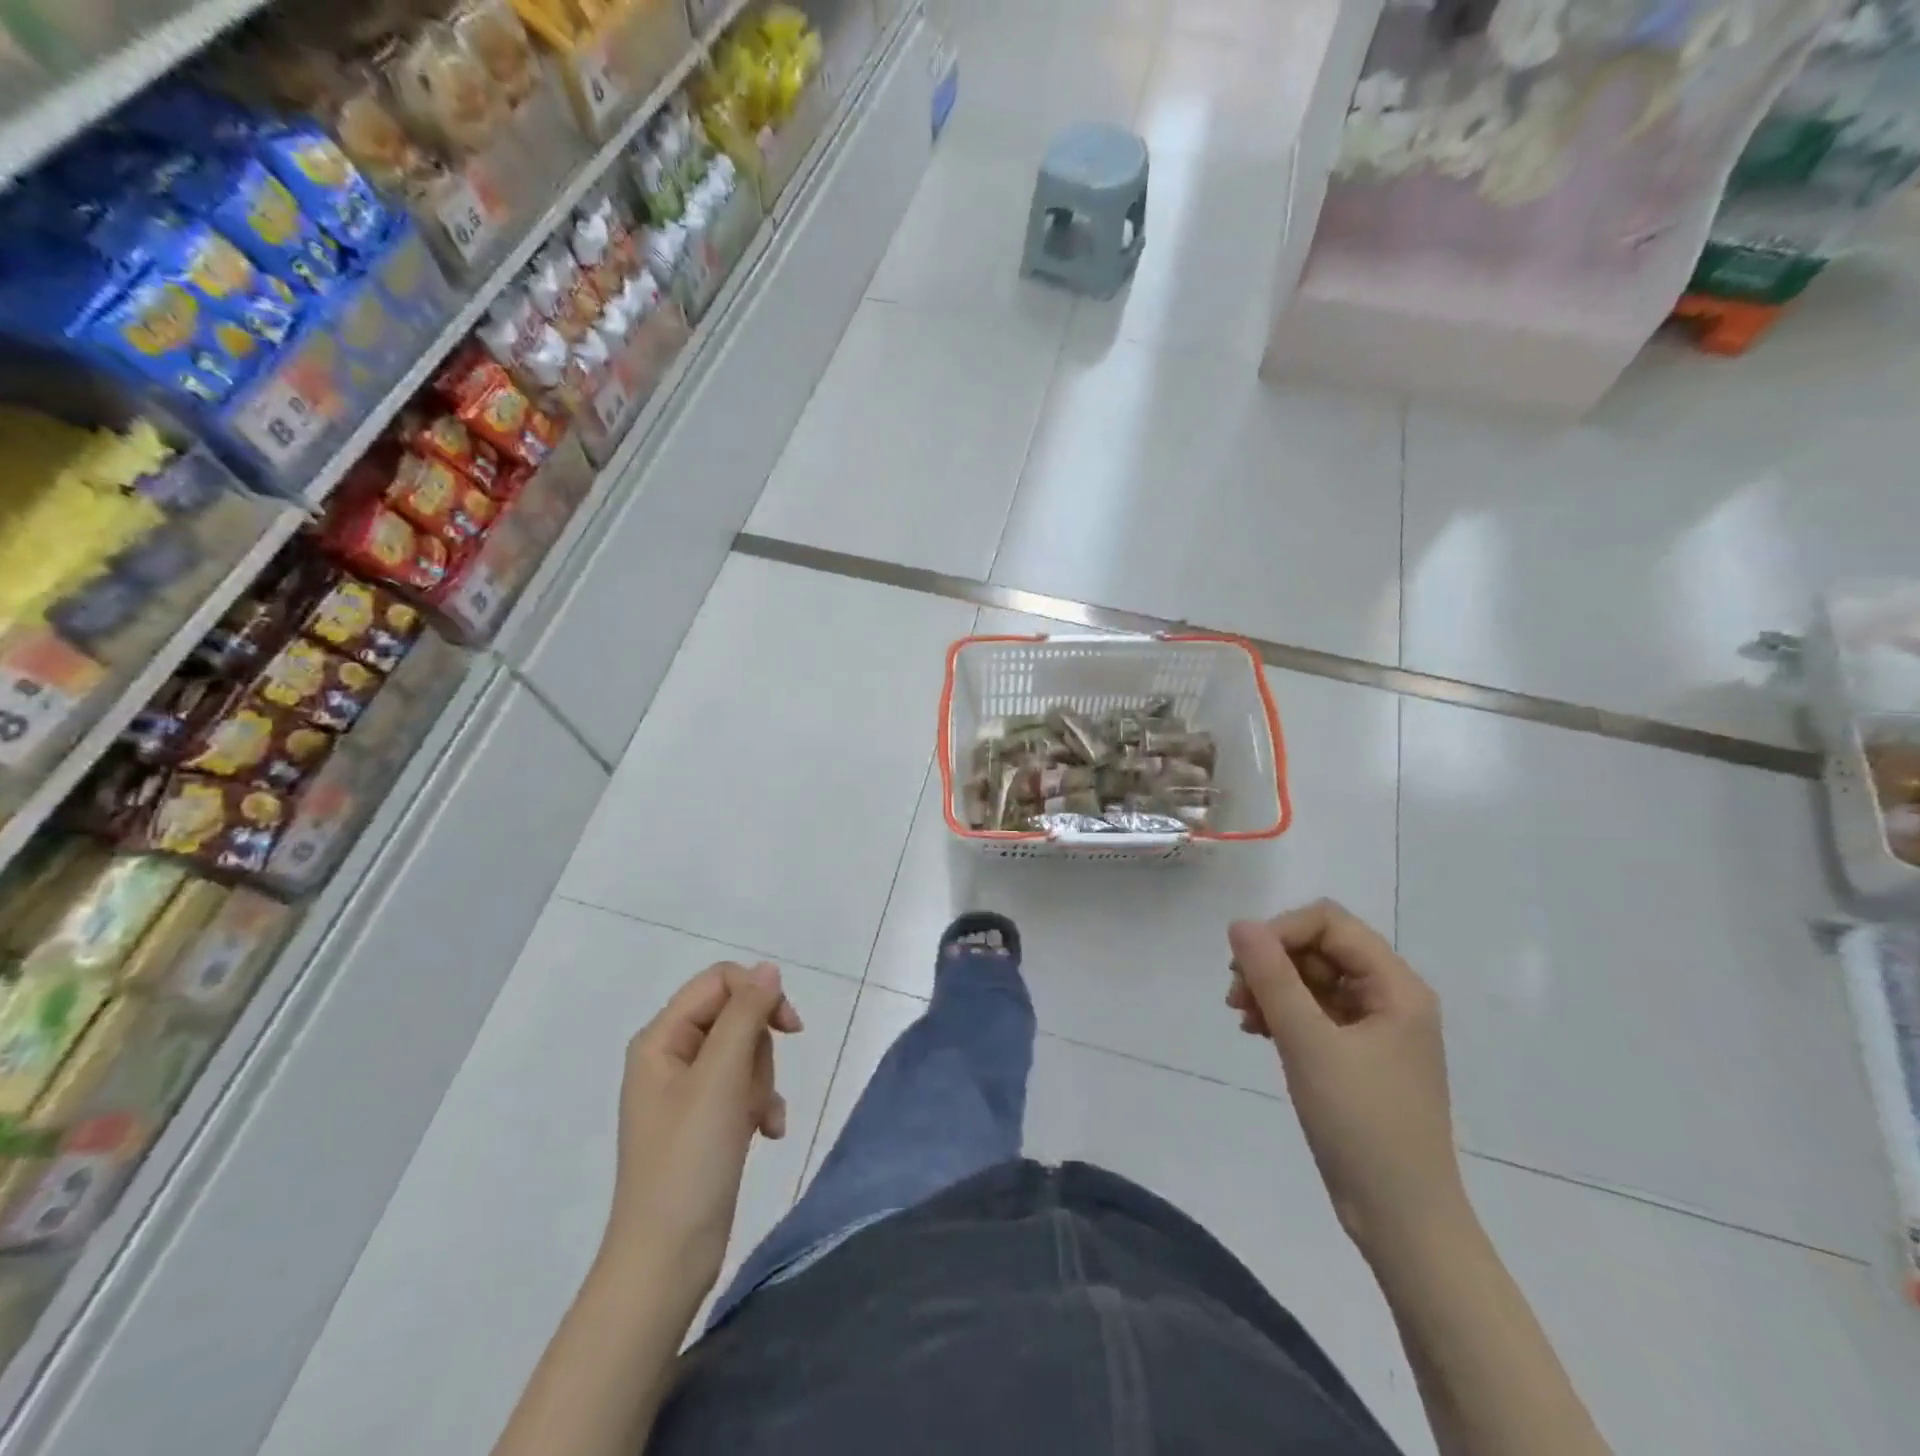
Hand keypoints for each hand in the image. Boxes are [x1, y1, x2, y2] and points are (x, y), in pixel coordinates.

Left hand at [605, 962, 802, 1301]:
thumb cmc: (689, 1161)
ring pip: (745, 1053)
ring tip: (759, 1120)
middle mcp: (669, 1056)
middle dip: (759, 1050)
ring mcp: (686, 1091)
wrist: (667, 1260)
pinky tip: (768, 1133)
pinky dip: (761, 1105)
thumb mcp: (721, 1078)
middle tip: (756, 1090)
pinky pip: (744, 1088)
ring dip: (763, 1082)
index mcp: (660, 1039)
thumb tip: (768, 968)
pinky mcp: (704, 1119)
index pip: (719, 981)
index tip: (790, 1027)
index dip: (759, 994)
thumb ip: (746, 1015)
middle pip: (735, 1017)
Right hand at [1227, 901, 1465, 1259]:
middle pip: (1320, 948)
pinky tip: (1256, 1031)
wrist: (1401, 1219)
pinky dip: (1283, 1013)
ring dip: (1272, 988)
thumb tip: (1239, 924)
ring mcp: (1375, 1027)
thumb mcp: (1309, 1044)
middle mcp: (1390, 997)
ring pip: (1312, 979)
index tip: (1243, 964)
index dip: (1281, 931)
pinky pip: (1314, 1012)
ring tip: (1241, 1016)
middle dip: (1272, 963)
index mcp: (1396, 986)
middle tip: (1234, 994)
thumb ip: (1272, 977)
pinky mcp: (1358, 1055)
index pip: (1330, 923)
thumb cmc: (1362, 1124)